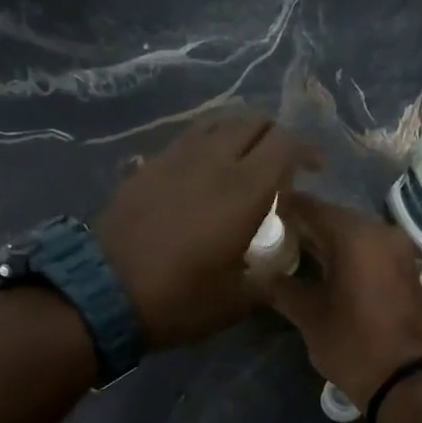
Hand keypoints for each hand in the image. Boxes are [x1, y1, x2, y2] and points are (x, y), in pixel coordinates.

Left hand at [93, 112, 319, 348]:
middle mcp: (214, 161)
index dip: (308, 149)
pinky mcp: (148, 164)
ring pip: (219, 121)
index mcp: (245, 190)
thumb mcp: (237, 301)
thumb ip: (269, 277)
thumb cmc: (179, 299)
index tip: (316, 169)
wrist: (104, 292)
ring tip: (244, 160)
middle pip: (254, 121)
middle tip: (281, 165)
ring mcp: (176, 157)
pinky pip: (188, 137)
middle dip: (276, 137)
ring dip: (240, 133)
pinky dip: (208, 143)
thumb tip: (278, 265)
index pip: (287, 143)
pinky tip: (205, 170)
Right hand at [264, 192, 421, 402]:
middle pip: (333, 217)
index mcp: (354, 236)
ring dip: (325, 240)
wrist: (405, 379)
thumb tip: (259, 274)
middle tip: (273, 237)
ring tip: (294, 254)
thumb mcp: (309, 317)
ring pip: (352, 233)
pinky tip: (324, 268)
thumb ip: (282, 287)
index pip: (311, 207)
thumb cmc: (352, 344)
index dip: (283, 209)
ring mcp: (397, 248)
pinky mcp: (405, 267)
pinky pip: (369, 248)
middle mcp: (380, 231)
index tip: (260, 215)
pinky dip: (346, 253)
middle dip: (304, 225)